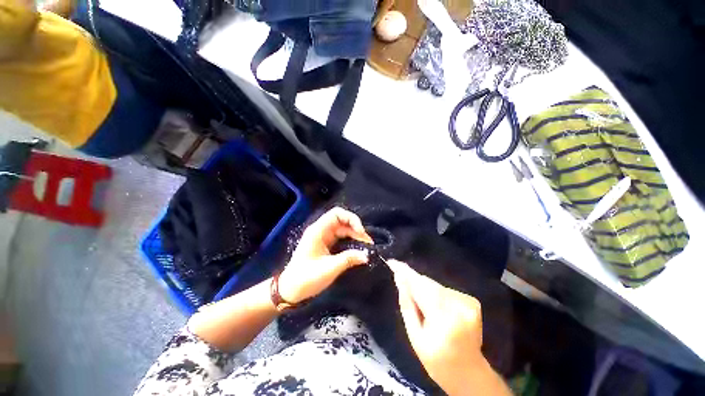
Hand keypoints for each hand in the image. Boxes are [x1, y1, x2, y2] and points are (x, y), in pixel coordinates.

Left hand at [278, 207, 373, 303]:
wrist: (290, 291)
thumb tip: (366, 255)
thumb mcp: (329, 268)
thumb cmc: (306, 278)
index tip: (361, 232)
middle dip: (356, 230)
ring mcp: (324, 238)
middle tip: (368, 244)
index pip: (337, 214)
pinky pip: (341, 239)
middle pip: (342, 222)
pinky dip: (350, 243)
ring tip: (367, 247)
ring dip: (355, 237)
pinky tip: (358, 250)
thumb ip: (348, 259)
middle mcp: (321, 231)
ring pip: (343, 231)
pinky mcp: (326, 246)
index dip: (351, 219)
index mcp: (318, 230)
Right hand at [388, 260, 509, 395]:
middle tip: (402, 285)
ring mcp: (468, 302)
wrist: (469, 373)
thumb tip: (399, 278)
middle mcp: (459, 306)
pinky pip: (444, 289)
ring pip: (435, 285)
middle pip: (428, 284)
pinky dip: (436, 294)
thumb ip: (407, 304)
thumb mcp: (415, 336)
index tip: (392, 262)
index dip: (405, 273)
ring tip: (423, 307)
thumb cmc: (437, 360)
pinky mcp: (472, 301)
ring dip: (424, 289)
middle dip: (413, 282)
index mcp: (444, 320)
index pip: (420, 286)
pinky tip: (436, 309)